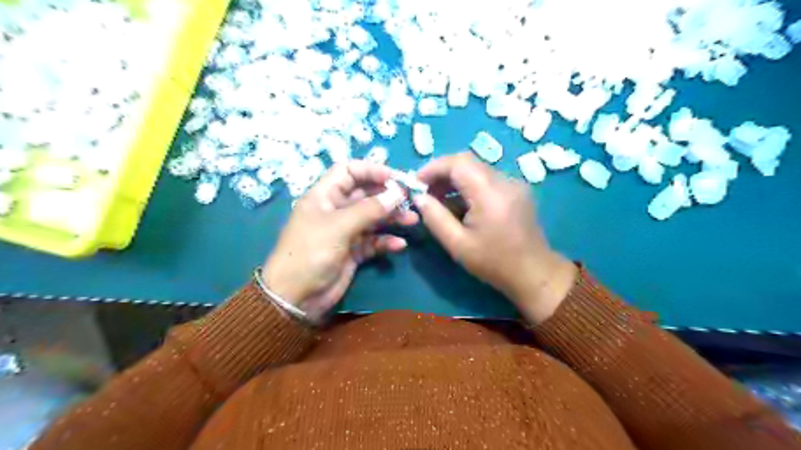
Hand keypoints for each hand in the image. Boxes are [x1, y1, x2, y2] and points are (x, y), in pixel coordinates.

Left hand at [266, 161, 418, 319]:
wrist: (296, 298)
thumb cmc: (310, 253)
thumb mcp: (339, 226)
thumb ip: (369, 209)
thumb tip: (397, 193)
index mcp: (324, 196)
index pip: (348, 171)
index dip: (371, 171)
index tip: (395, 179)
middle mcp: (336, 210)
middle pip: (365, 194)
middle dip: (387, 196)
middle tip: (410, 200)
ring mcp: (345, 232)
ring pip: (373, 218)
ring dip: (392, 218)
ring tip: (412, 220)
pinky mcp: (353, 252)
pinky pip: (374, 241)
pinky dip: (386, 241)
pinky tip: (398, 245)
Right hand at [413, 153, 575, 324]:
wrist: (534, 273)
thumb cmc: (494, 263)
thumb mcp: (458, 244)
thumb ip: (435, 217)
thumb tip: (419, 197)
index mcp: (490, 193)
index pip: (458, 162)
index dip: (433, 167)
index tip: (417, 183)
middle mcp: (505, 181)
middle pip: (467, 162)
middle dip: (442, 173)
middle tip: (426, 193)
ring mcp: (514, 184)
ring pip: (477, 169)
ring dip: (455, 180)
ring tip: (440, 201)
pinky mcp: (517, 190)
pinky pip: (487, 179)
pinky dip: (469, 186)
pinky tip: (461, 206)